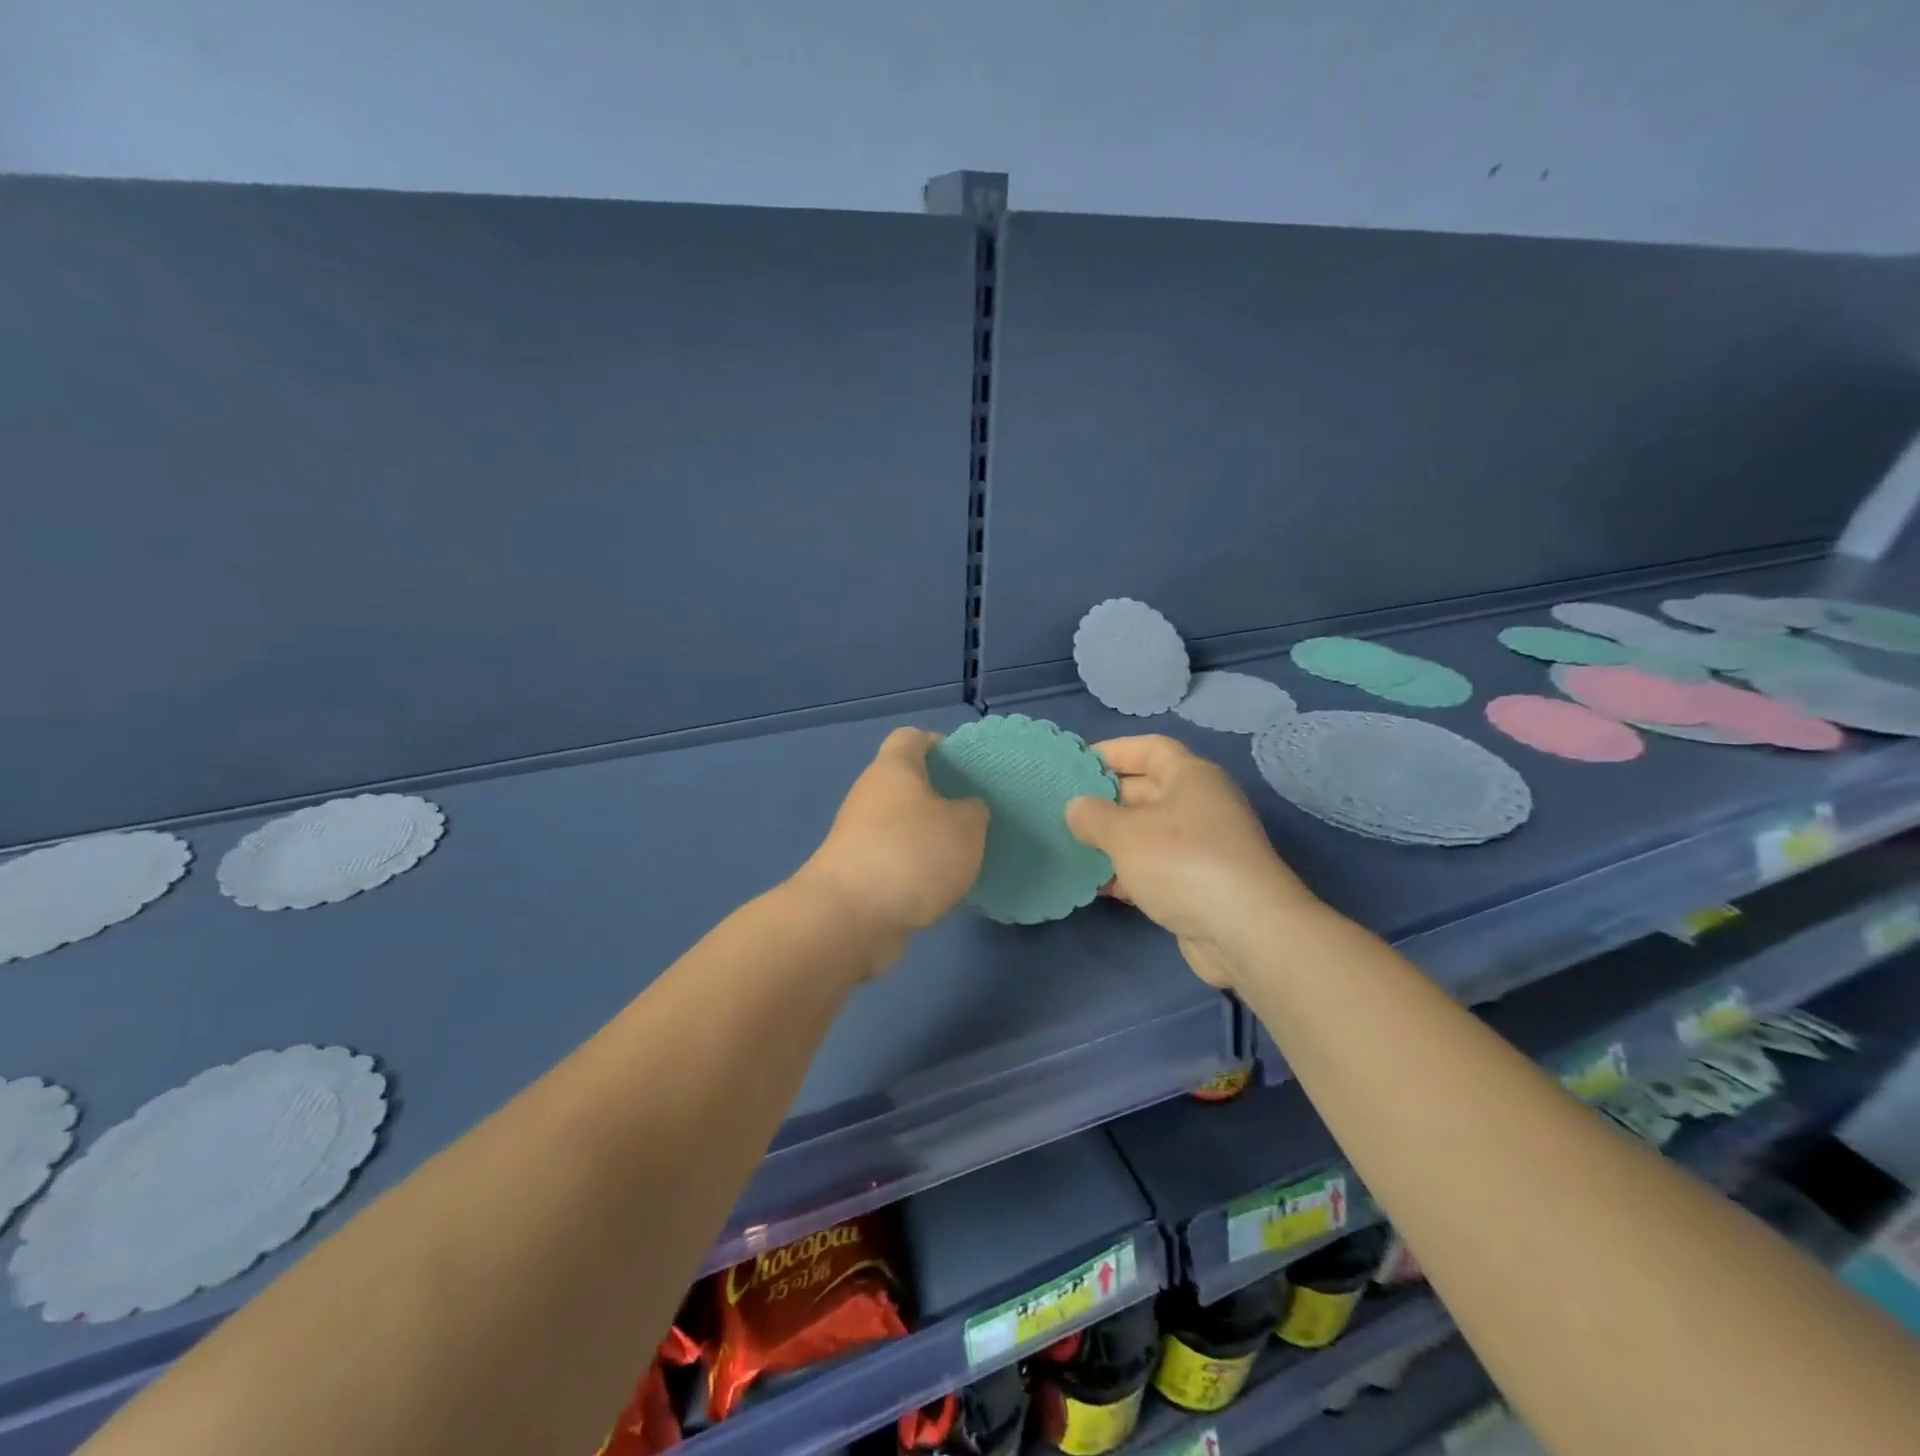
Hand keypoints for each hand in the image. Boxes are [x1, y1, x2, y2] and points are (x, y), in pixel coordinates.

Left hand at [797, 728, 988, 962]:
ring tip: (964, 856)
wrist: (849, 918)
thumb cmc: (911, 854)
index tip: (966, 766)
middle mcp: (870, 796)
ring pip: (902, 826)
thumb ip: (973, 811)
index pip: (911, 738)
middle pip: (906, 785)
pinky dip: (916, 871)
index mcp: (893, 769)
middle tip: (974, 816)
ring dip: (929, 839)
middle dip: (940, 797)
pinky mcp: (857, 874)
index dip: (938, 744)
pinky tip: (941, 889)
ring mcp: (858, 837)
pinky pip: (895, 861)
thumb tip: (966, 810)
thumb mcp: (965, 827)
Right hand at [1067, 736, 1318, 987]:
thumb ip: (1093, 815)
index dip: (1112, 751)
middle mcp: (1200, 805)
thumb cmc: (1182, 862)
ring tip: (1073, 848)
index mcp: (1190, 777)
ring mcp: (1202, 846)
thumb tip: (1075, 807)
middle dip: (1105, 801)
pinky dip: (1129, 872)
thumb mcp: (1125, 833)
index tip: (1076, 764)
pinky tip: (1100, 886)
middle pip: (1145, 791)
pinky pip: (1156, 867)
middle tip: (1064, 811)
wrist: (1245, 931)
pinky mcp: (1200, 883)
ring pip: (1148, 833)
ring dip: (1113, 841)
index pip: (1148, 748)